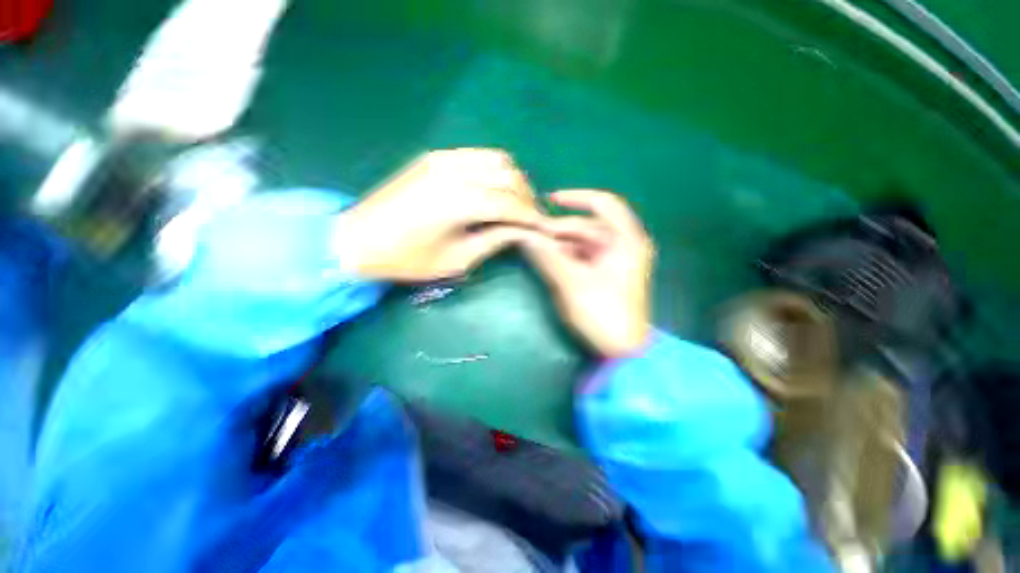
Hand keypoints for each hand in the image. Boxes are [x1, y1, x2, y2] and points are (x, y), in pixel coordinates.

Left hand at [335, 149, 542, 280]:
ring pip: (496, 160)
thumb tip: (521, 231)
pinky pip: (478, 156)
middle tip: (530, 218)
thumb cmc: (407, 259)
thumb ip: (493, 241)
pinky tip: (493, 189)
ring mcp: (443, 159)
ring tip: (515, 203)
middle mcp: (454, 172)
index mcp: (458, 202)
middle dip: (526, 197)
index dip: (531, 216)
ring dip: (512, 180)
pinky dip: (494, 171)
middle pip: (508, 176)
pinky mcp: (436, 156)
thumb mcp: (456, 260)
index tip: (543, 228)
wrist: (358, 238)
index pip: (510, 203)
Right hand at [521, 190, 653, 357]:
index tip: (548, 200)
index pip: (602, 203)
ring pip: (581, 243)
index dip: (575, 198)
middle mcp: (623, 244)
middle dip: (557, 230)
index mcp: (626, 240)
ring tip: (533, 248)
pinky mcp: (605, 274)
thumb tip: (522, 235)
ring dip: (558, 245)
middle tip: (528, 235)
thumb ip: (546, 256)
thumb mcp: (571, 283)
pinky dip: (564, 257)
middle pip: (585, 226)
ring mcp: (614, 260)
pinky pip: (581, 257)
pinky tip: (547, 260)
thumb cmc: (602, 314)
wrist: (623, 353)